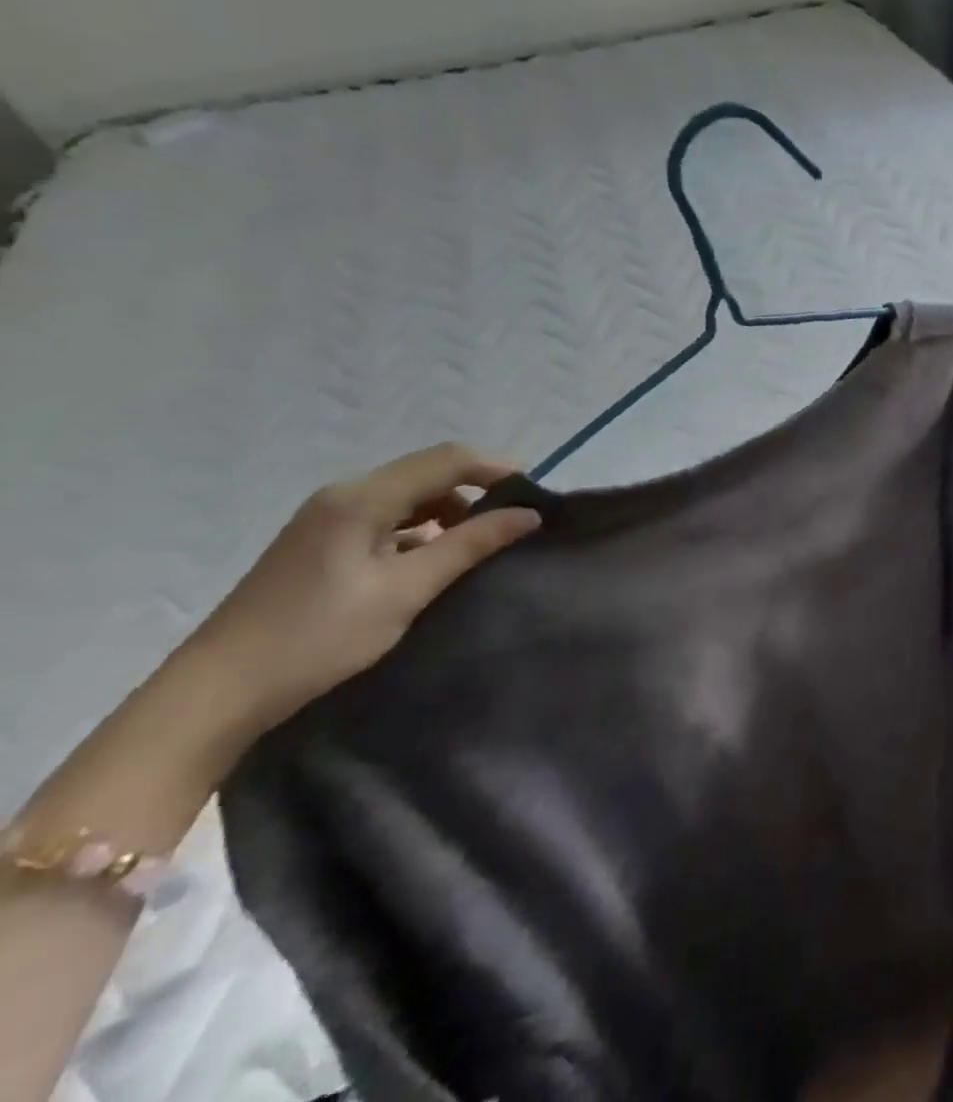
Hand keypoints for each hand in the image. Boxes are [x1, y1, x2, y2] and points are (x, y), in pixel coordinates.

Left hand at [174, 444, 540, 740]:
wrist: (214, 696)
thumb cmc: (318, 638)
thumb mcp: (406, 591)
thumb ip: (470, 545)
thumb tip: (528, 515)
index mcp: (361, 498)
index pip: (447, 460)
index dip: (497, 469)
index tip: (536, 496)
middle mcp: (343, 496)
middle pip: (427, 473)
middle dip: (477, 489)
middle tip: (516, 521)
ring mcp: (326, 520)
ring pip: (407, 497)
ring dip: (449, 511)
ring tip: (480, 544)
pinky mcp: (320, 545)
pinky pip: (385, 519)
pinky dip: (420, 529)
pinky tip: (433, 560)